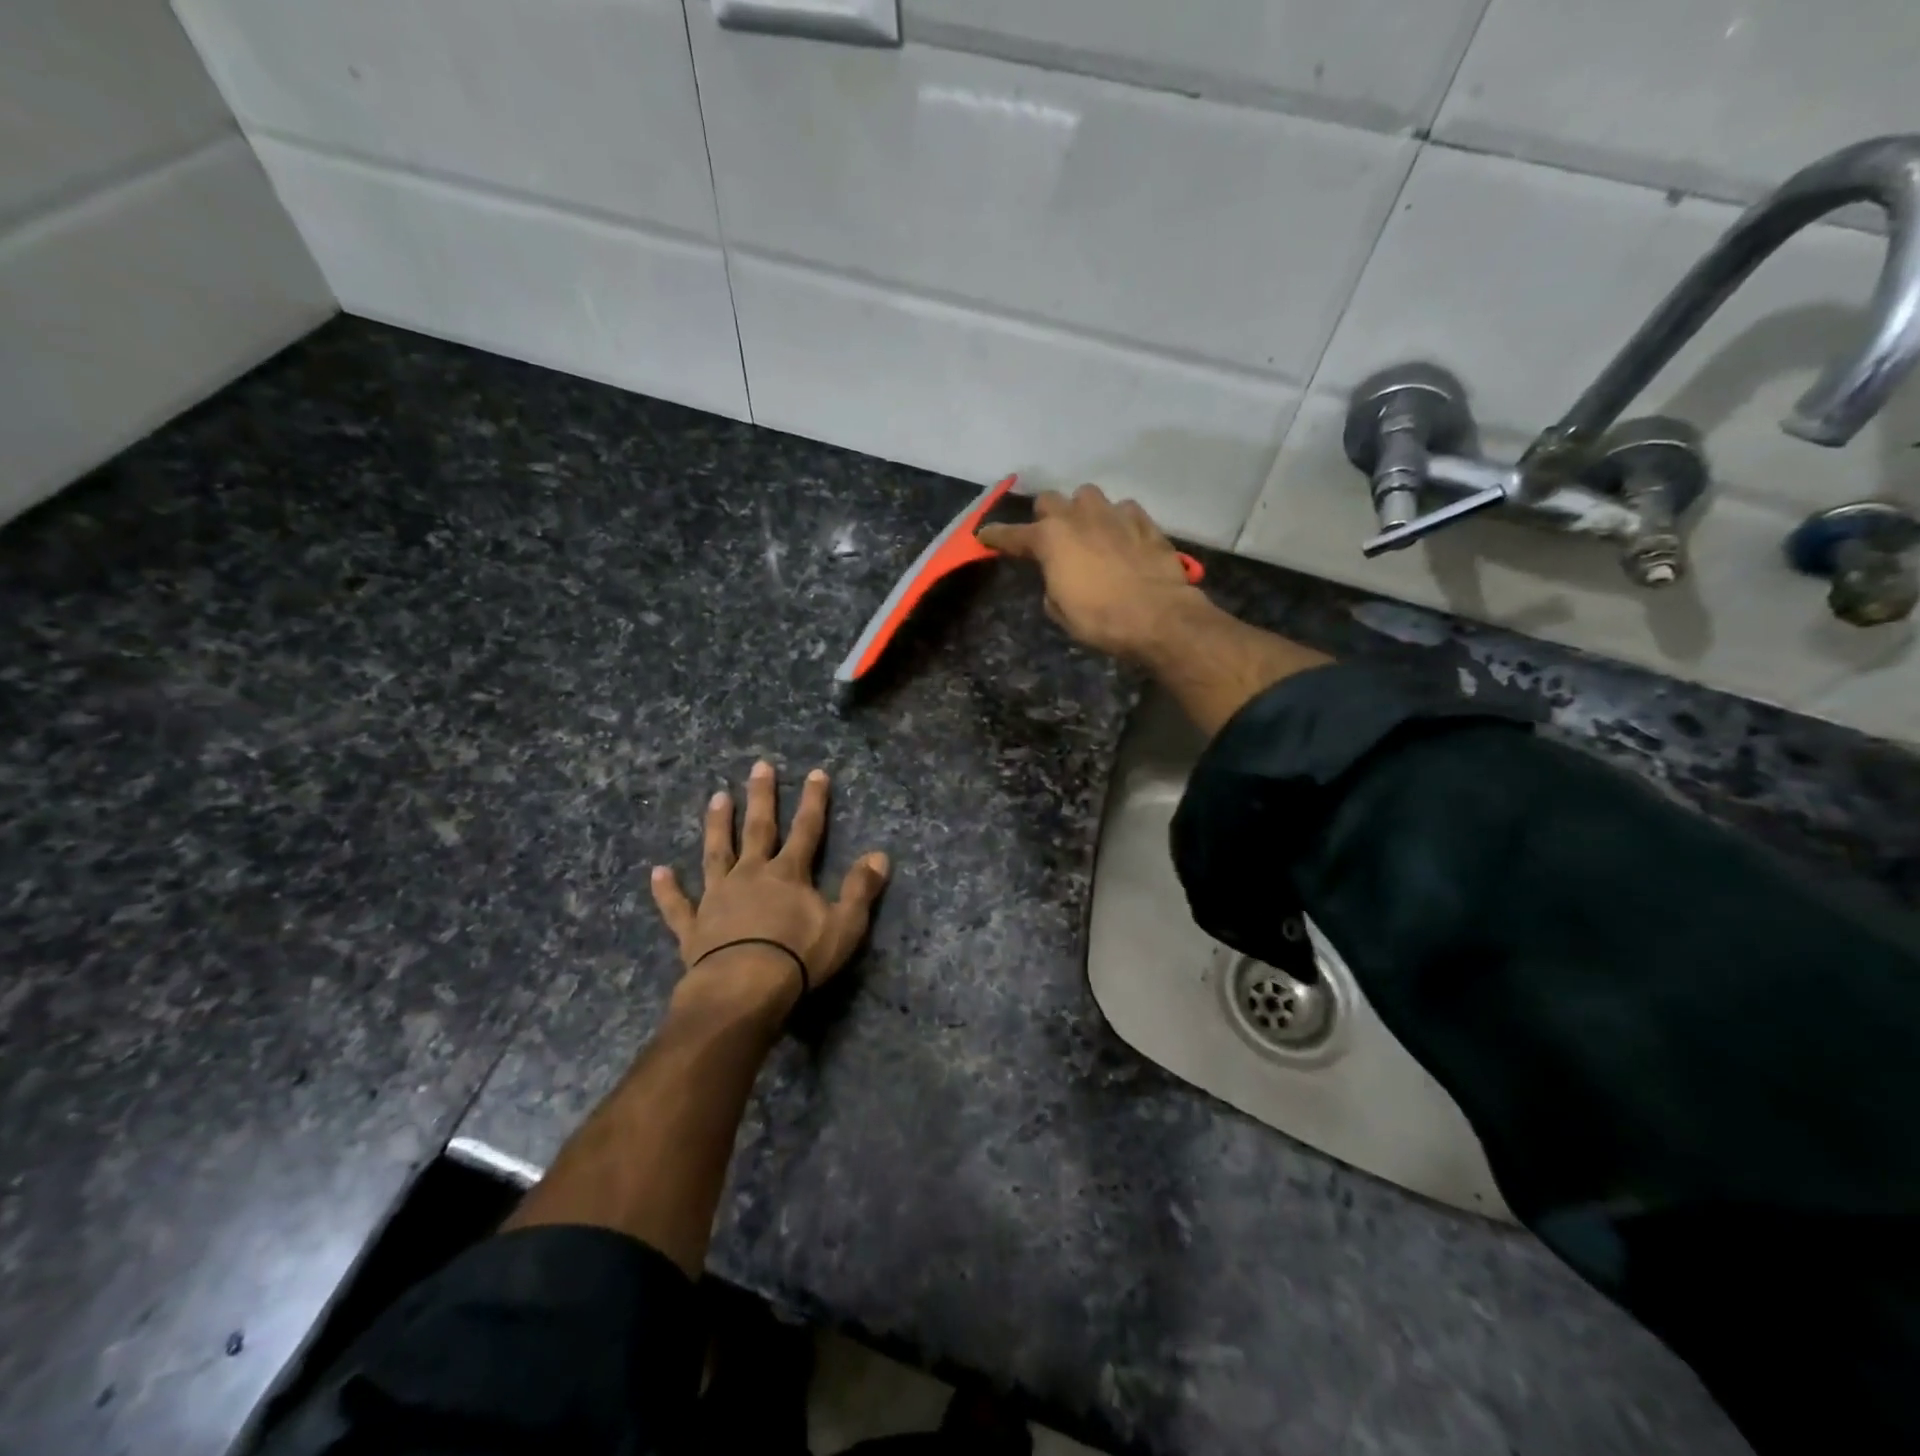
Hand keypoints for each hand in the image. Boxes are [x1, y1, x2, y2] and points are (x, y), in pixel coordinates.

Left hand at [651, 761, 889, 1008]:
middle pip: (759, 829)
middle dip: (762, 796)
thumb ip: (860, 888)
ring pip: (716, 853)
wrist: (744, 989)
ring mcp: (718, 897)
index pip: (807, 829)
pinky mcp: (694, 926)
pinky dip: (667, 889)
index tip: (816, 773)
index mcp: (788, 874)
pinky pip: (678, 904)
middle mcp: (751, 875)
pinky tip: (657, 872)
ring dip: (717, 825)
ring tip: (717, 797)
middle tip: (759, 766)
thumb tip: (880, 855)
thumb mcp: (844, 925)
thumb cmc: (798, 957)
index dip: (814, 801)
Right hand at [976, 485, 1203, 661]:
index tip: (985, 536)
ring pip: (1088, 496)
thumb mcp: (1061, 611)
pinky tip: (1122, 537)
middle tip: (1050, 536)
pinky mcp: (1144, 521)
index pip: (1013, 534)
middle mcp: (1078, 517)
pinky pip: (1123, 509)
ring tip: (1089, 531)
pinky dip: (1117, 521)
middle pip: (1050, 499)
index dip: (996, 536)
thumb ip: (1052, 584)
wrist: (1158, 616)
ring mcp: (1114, 514)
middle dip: (1045, 515)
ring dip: (1083, 511)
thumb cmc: (1101, 619)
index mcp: (1050, 540)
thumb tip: (1059, 576)